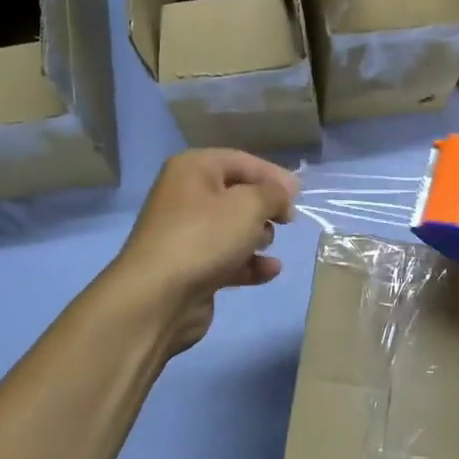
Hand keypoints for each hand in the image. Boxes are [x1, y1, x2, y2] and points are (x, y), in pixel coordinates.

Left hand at [108, 149, 299, 353]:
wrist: (158, 297)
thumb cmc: (204, 238)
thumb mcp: (248, 205)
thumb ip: (273, 194)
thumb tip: (283, 194)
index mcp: (192, 169)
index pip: (241, 161)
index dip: (273, 174)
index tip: (300, 194)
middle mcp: (185, 196)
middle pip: (237, 194)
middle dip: (265, 207)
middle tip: (287, 221)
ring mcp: (186, 234)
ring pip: (232, 228)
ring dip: (258, 236)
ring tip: (267, 245)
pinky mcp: (191, 267)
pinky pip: (228, 258)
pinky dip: (249, 263)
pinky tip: (270, 271)